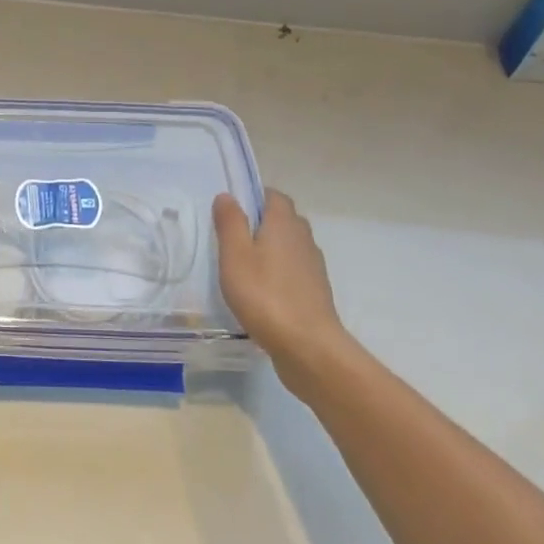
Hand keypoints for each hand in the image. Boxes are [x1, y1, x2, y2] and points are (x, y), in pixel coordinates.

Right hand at [214, 189, 344, 366]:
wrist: (308, 347)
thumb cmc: (265, 295)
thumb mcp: (235, 255)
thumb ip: (230, 222)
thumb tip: (227, 195)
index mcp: (284, 224)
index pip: (274, 196)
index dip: (254, 196)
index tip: (233, 209)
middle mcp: (303, 238)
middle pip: (283, 219)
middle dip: (261, 222)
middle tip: (233, 237)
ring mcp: (313, 266)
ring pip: (290, 246)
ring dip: (271, 249)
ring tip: (244, 266)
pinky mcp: (316, 291)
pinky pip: (294, 270)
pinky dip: (279, 273)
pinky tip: (262, 291)